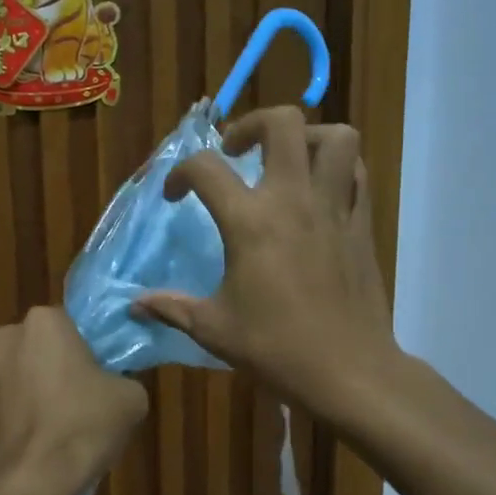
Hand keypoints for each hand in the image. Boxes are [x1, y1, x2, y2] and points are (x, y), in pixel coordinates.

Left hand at [0, 307, 147, 494]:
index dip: (80, 351)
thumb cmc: (83, 428)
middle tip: (70, 399)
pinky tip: (18, 443)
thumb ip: (122, 379)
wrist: (30, 484)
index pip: (66, 325)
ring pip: (5, 376)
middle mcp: (2, 339)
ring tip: (41, 427)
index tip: (93, 377)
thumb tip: (114, 385)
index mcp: (43, 323)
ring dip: (18, 392)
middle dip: (45, 367)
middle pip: (31, 347)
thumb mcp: (131, 399)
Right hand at [132, 107, 398, 413]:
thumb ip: (171, 308)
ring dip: (307, 135)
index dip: (180, 174)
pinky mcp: (362, 224)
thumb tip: (133, 305)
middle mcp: (293, 199)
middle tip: (237, 151)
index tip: (175, 196)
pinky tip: (320, 188)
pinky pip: (357, 173)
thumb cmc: (276, 348)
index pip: (206, 168)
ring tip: (286, 158)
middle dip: (252, 124)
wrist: (347, 371)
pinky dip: (339, 166)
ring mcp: (334, 207)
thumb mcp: (213, 329)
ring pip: (335, 137)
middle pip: (282, 123)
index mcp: (250, 222)